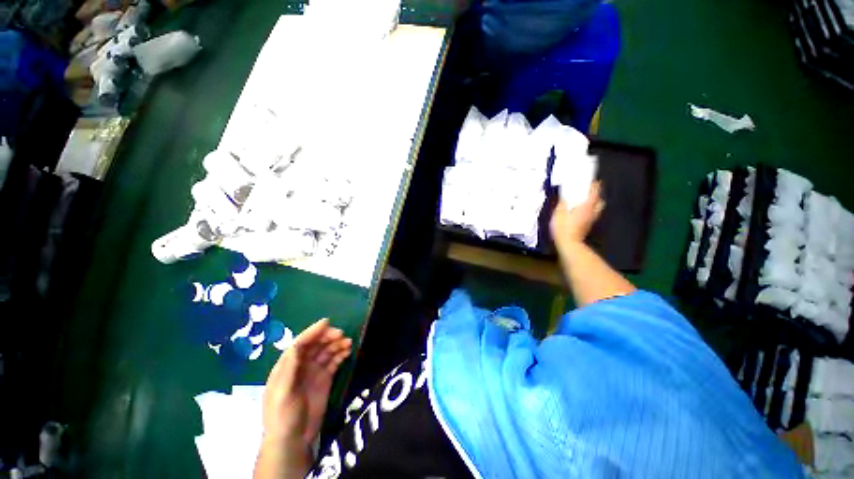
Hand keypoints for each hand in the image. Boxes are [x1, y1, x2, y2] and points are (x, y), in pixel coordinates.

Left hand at [261, 319, 351, 446]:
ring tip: (348, 342)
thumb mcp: (282, 393)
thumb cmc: (283, 416)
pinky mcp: (325, 379)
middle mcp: (301, 365)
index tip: (327, 322)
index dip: (313, 332)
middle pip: (316, 344)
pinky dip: (341, 354)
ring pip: (326, 351)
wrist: (294, 440)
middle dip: (328, 337)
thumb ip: (289, 369)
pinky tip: (348, 352)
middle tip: (342, 335)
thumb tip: (297, 345)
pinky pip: (334, 361)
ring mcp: (314, 372)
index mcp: (287, 366)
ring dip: (337, 344)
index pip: (300, 343)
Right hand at [550, 181, 604, 249]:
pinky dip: (588, 211)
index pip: (594, 193)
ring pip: (597, 209)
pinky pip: (591, 215)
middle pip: (599, 201)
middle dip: (596, 195)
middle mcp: (592, 213)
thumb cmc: (564, 228)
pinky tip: (579, 212)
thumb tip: (564, 198)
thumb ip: (562, 204)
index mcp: (586, 207)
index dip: (595, 186)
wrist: (569, 244)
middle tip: (588, 192)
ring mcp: (591, 220)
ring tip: (584, 202)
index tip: (593, 181)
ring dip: (593, 204)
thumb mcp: (559, 214)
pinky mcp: (587, 226)